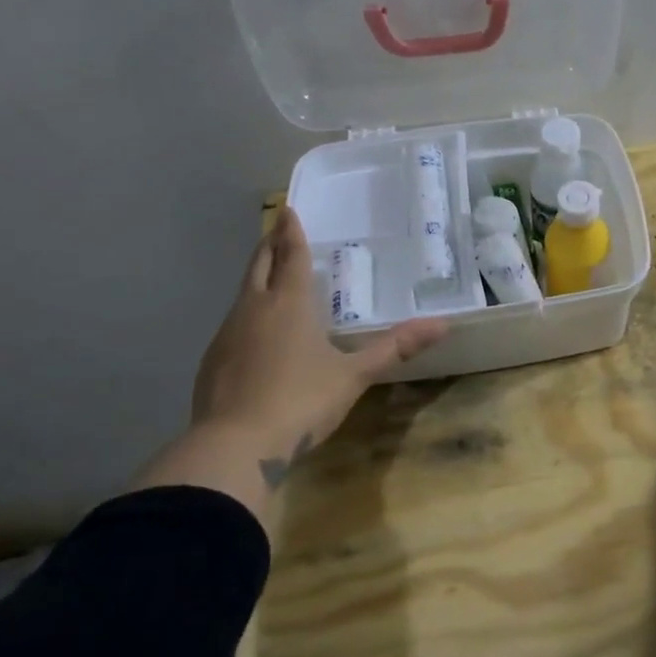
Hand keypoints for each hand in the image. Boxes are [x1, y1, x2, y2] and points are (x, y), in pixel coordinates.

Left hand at [137, 206, 447, 518]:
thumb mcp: (354, 375)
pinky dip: (246, 314)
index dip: (290, 232)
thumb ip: (395, 348)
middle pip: (258, 265)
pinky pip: (232, 324)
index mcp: (288, 304)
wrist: (235, 447)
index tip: (286, 209)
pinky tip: (254, 334)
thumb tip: (442, 325)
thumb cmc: (301, 401)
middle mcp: (253, 309)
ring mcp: (227, 335)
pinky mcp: (212, 362)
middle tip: (276, 230)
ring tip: (270, 277)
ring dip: (256, 278)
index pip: (290, 255)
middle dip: (269, 245)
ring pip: (242, 294)